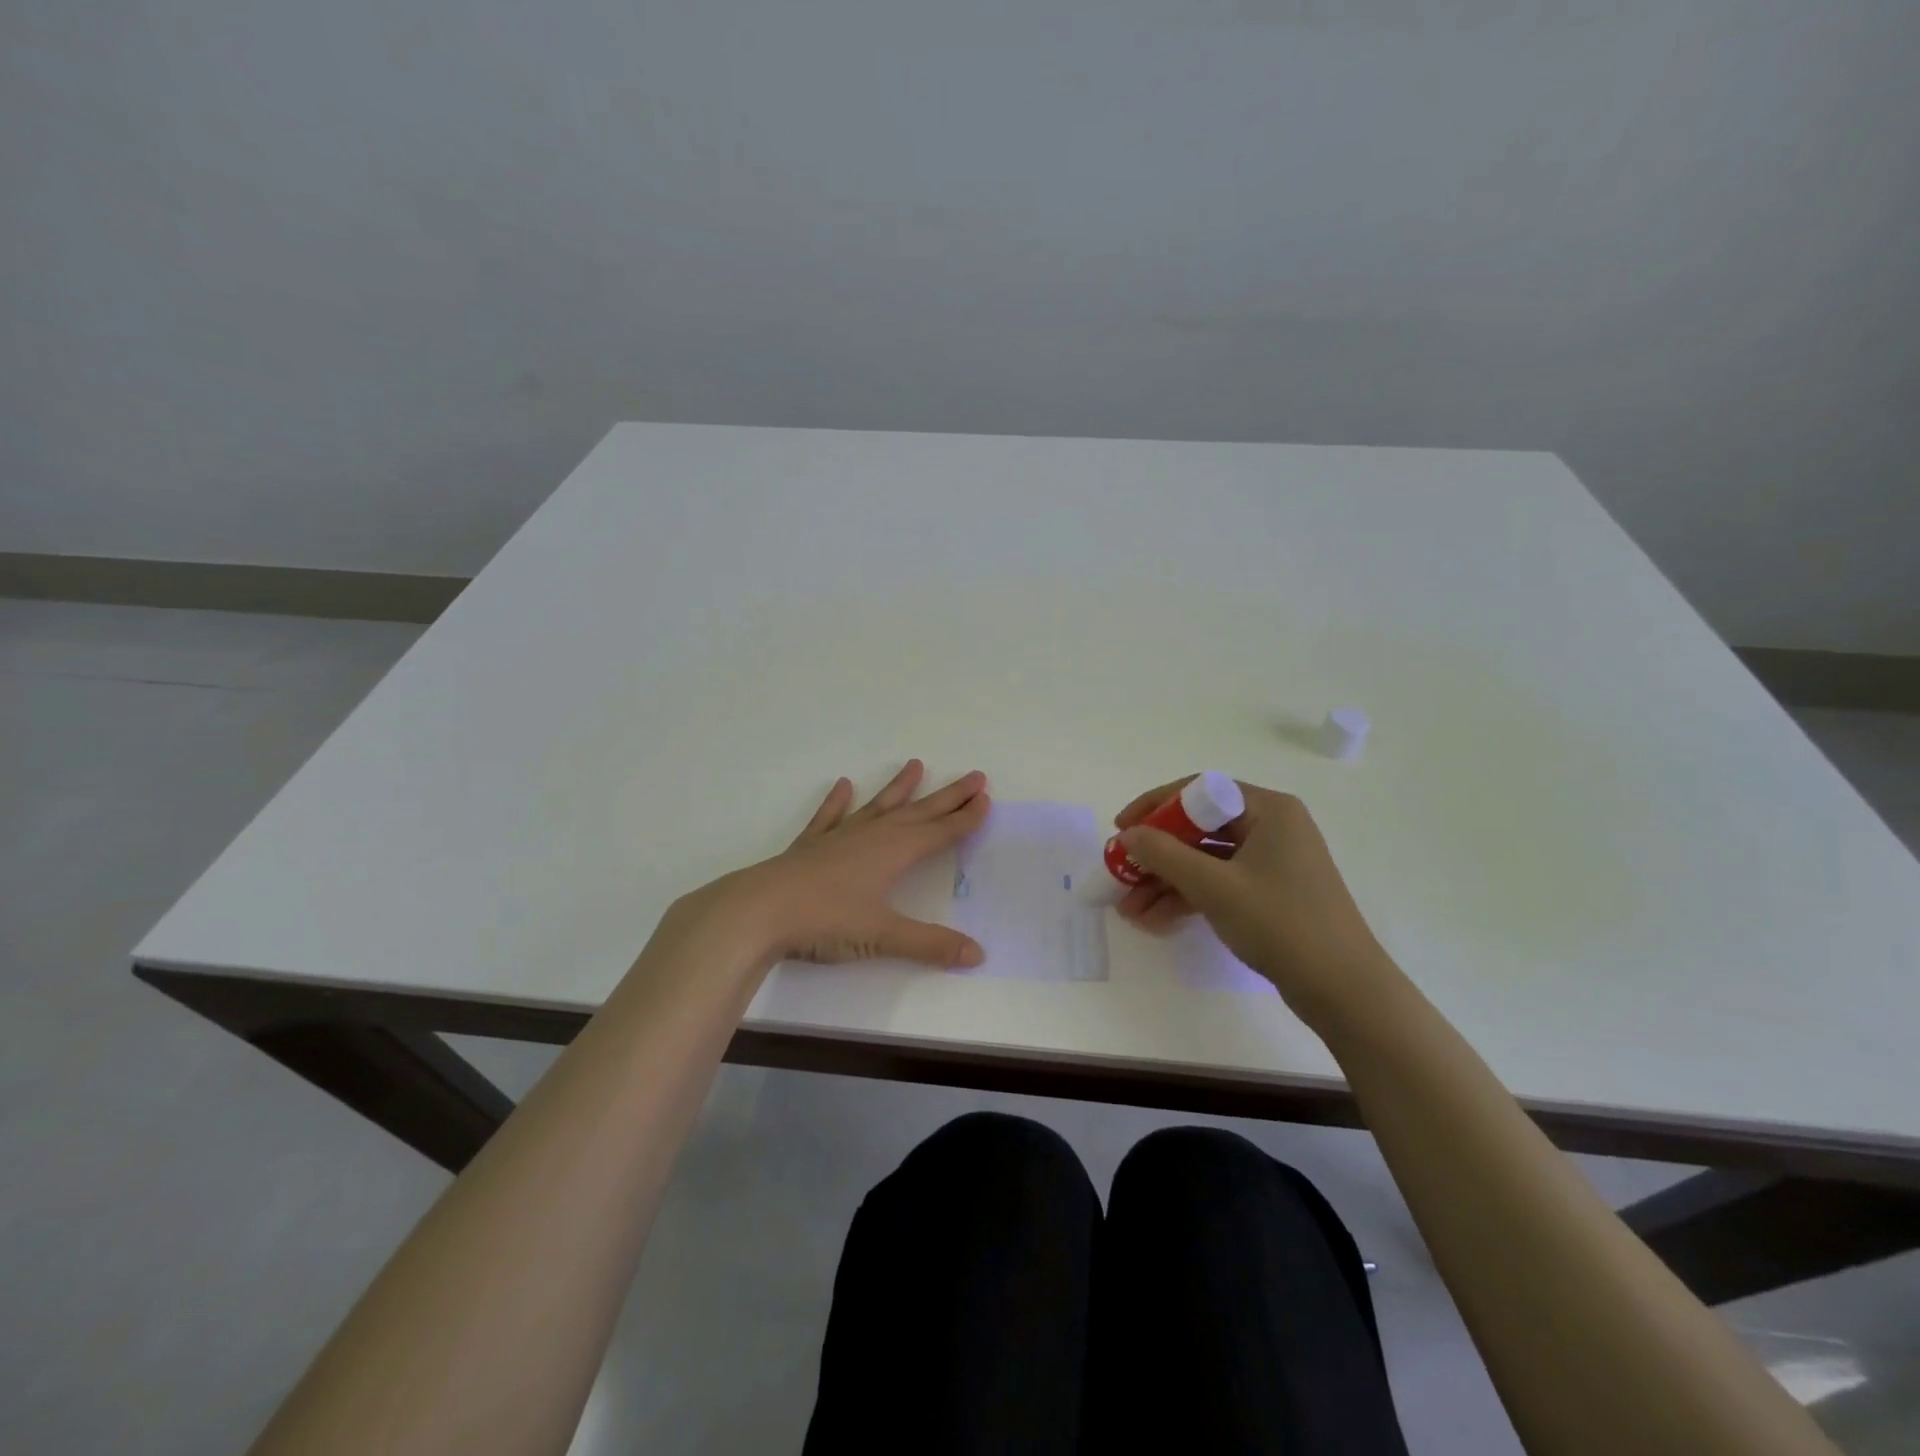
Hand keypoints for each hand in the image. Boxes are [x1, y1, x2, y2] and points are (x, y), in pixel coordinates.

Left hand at [690, 760, 990, 968]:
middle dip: (948, 796)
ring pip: (878, 806)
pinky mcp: (810, 846)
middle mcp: (871, 836)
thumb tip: (978, 955)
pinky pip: (829, 817)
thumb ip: (930, 944)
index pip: (939, 832)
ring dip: (899, 788)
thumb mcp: (883, 935)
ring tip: (915, 765)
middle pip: (918, 812)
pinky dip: (837, 802)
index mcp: (894, 852)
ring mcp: (839, 837)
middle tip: (974, 776)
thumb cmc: (825, 920)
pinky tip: (842, 785)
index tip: (985, 799)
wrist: (759, 911)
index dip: (964, 818)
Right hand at [1113, 777, 1392, 1023]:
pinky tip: (1154, 920)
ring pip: (1205, 860)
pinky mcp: (1270, 894)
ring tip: (1129, 909)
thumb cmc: (1282, 924)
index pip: (1199, 791)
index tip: (1121, 829)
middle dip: (1156, 854)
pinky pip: (1219, 883)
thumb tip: (1128, 835)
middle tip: (1121, 873)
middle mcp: (1271, 827)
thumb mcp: (1215, 887)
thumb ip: (1165, 855)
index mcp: (1268, 810)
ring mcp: (1271, 862)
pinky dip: (1188, 898)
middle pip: (1199, 828)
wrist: (1345, 992)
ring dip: (1166, 882)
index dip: (1154, 806)